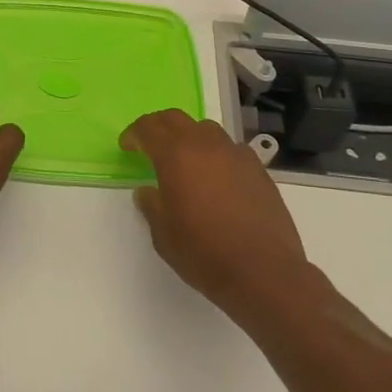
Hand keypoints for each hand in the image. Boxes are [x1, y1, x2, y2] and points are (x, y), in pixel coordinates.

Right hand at [122, 109, 311, 311]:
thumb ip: (152, 205)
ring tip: (185, 159)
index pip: (148, 128)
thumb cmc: (204, 253)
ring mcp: (236, 155)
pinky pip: (231, 149)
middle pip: (176, 118)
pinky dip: (217, 154)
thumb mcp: (163, 234)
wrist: (264, 272)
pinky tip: (217, 176)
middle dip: (158, 126)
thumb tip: (147, 191)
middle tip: (149, 144)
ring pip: (206, 129)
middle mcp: (205, 146)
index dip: (134, 134)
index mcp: (175, 155)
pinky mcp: (258, 170)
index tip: (127, 147)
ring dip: (189, 137)